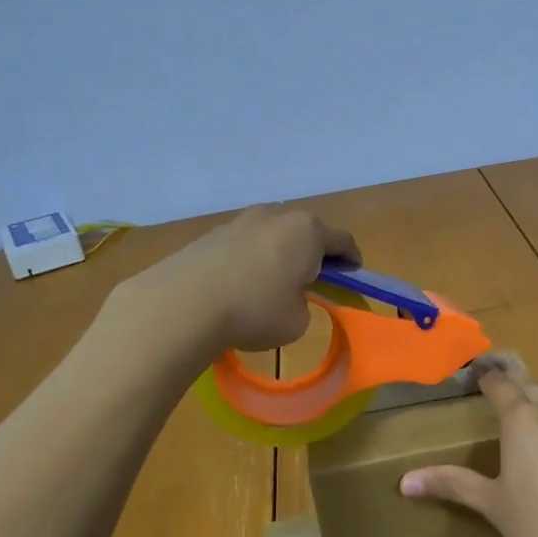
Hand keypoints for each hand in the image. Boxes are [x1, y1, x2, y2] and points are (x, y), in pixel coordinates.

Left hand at [122, 205, 360, 356]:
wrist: (183, 304)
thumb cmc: (254, 310)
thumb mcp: (297, 321)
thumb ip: (303, 304)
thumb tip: (288, 297)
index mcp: (307, 231)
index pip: (342, 240)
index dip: (352, 259)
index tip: (354, 273)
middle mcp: (276, 216)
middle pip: (305, 232)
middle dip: (313, 253)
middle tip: (315, 278)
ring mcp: (241, 220)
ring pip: (272, 235)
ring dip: (279, 254)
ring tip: (274, 282)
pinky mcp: (211, 233)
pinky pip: (244, 244)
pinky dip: (251, 260)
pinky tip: (241, 285)